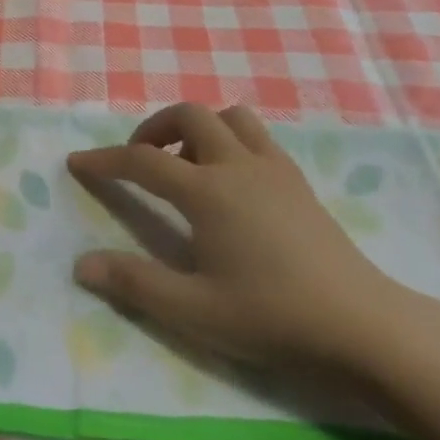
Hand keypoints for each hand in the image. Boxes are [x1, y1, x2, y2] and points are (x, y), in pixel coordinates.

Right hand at [67, 103, 423, 378]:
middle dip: (154, 128)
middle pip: (189, 114)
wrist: (362, 325)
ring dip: (198, 127)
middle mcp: (237, 165)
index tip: (77, 163)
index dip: (105, 160)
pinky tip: (231, 180)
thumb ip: (134, 283)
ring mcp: (273, 168)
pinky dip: (230, 139)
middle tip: (141, 160)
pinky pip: (257, 136)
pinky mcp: (298, 180)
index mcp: (207, 191)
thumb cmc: (274, 317)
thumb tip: (81, 264)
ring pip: (229, 116)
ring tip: (186, 164)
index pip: (143, 161)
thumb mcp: (195, 310)